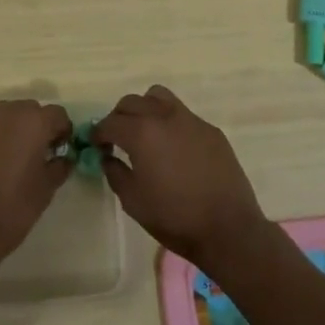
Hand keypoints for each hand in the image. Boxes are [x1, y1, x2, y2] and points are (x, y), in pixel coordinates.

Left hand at [0, 99, 71, 278]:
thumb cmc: (12, 208)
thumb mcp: (45, 191)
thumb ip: (58, 167)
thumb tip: (62, 159)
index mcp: (33, 122)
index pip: (57, 114)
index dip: (61, 132)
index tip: (59, 151)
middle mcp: (6, 113)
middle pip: (28, 111)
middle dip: (35, 128)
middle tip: (35, 155)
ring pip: (2, 119)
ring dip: (9, 133)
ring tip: (8, 162)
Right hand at [92, 85, 270, 275]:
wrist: (227, 228)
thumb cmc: (174, 217)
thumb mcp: (133, 201)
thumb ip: (115, 172)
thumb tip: (108, 157)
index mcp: (141, 133)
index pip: (110, 123)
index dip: (98, 134)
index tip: (96, 146)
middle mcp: (164, 117)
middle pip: (132, 102)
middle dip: (119, 117)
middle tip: (117, 139)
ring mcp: (191, 120)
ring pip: (159, 97)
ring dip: (145, 109)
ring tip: (146, 132)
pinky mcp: (210, 129)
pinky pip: (183, 114)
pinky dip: (170, 122)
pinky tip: (174, 148)